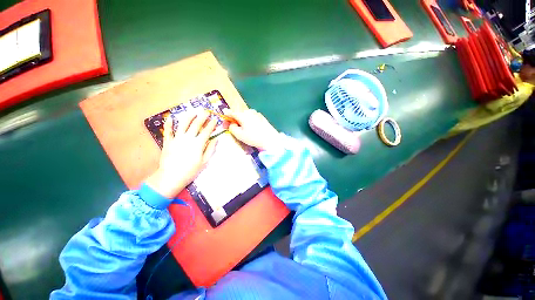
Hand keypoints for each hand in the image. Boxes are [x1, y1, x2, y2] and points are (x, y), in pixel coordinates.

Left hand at [146, 111, 217, 198]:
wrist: (171, 177)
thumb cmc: (190, 171)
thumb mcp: (204, 162)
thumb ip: (210, 149)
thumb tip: (216, 139)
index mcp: (198, 144)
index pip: (206, 131)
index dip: (212, 124)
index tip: (215, 119)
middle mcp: (188, 138)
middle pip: (196, 124)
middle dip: (202, 117)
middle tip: (206, 111)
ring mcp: (176, 139)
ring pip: (183, 124)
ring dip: (189, 116)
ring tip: (193, 112)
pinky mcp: (168, 142)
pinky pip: (168, 131)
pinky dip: (169, 124)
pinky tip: (171, 118)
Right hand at [227, 109, 279, 150]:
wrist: (270, 139)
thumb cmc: (253, 137)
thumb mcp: (239, 134)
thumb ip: (231, 127)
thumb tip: (231, 123)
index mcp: (242, 114)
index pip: (230, 112)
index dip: (225, 118)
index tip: (224, 124)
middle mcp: (249, 111)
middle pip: (238, 113)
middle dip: (234, 120)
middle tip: (233, 128)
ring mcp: (256, 113)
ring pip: (245, 115)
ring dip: (242, 120)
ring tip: (243, 129)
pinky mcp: (262, 117)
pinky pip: (252, 117)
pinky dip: (249, 121)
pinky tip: (251, 128)